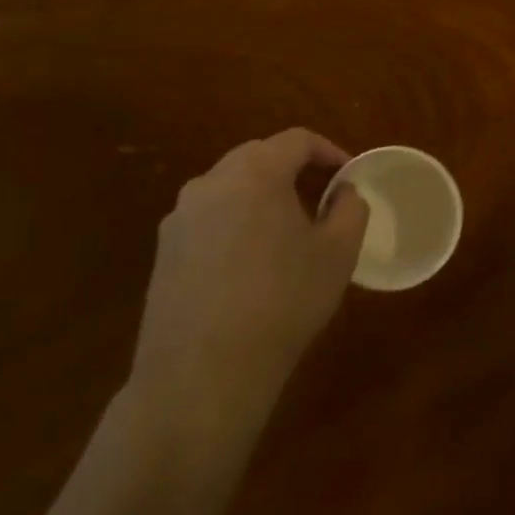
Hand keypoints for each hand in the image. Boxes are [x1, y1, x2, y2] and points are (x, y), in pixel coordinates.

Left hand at [129, 129, 368, 449]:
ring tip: (288, 232)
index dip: (329, 151)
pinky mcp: (164, 252)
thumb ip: (350, 207)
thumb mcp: (340, 252)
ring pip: (230, 188)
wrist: (203, 374)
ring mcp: (179, 218)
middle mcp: (210, 183)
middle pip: (258, 157)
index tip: (349, 177)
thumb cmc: (283, 301)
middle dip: (294, 170)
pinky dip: (236, 223)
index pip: (297, 140)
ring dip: (263, 196)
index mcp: (255, 173)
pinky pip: (209, 219)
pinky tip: (251, 264)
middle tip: (321, 199)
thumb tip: (342, 192)